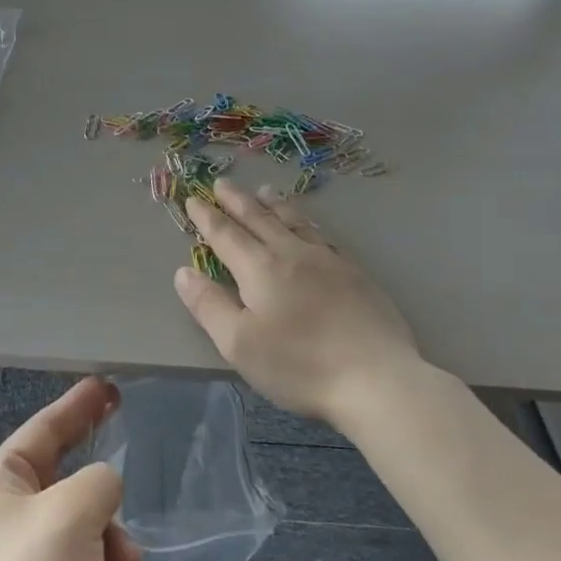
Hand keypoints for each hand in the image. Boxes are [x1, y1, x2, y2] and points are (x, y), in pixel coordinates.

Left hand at [0, 377, 142, 560]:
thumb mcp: (73, 514)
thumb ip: (100, 481)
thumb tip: (103, 492)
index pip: (45, 428)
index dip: (78, 404)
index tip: (108, 385)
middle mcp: (6, 514)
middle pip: (65, 472)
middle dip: (100, 479)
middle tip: (129, 443)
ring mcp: (24, 556)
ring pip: (84, 518)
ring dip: (110, 534)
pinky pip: (85, 557)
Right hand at [174, 180, 420, 424]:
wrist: (376, 377)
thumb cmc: (299, 365)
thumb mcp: (239, 343)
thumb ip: (209, 305)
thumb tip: (184, 272)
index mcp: (260, 269)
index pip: (226, 235)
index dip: (207, 217)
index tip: (193, 200)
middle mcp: (292, 254)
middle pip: (260, 219)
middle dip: (237, 201)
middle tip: (222, 183)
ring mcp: (328, 261)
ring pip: (295, 222)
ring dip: (275, 205)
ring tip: (264, 191)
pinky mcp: (356, 273)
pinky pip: (323, 236)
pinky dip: (308, 223)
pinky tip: (311, 227)